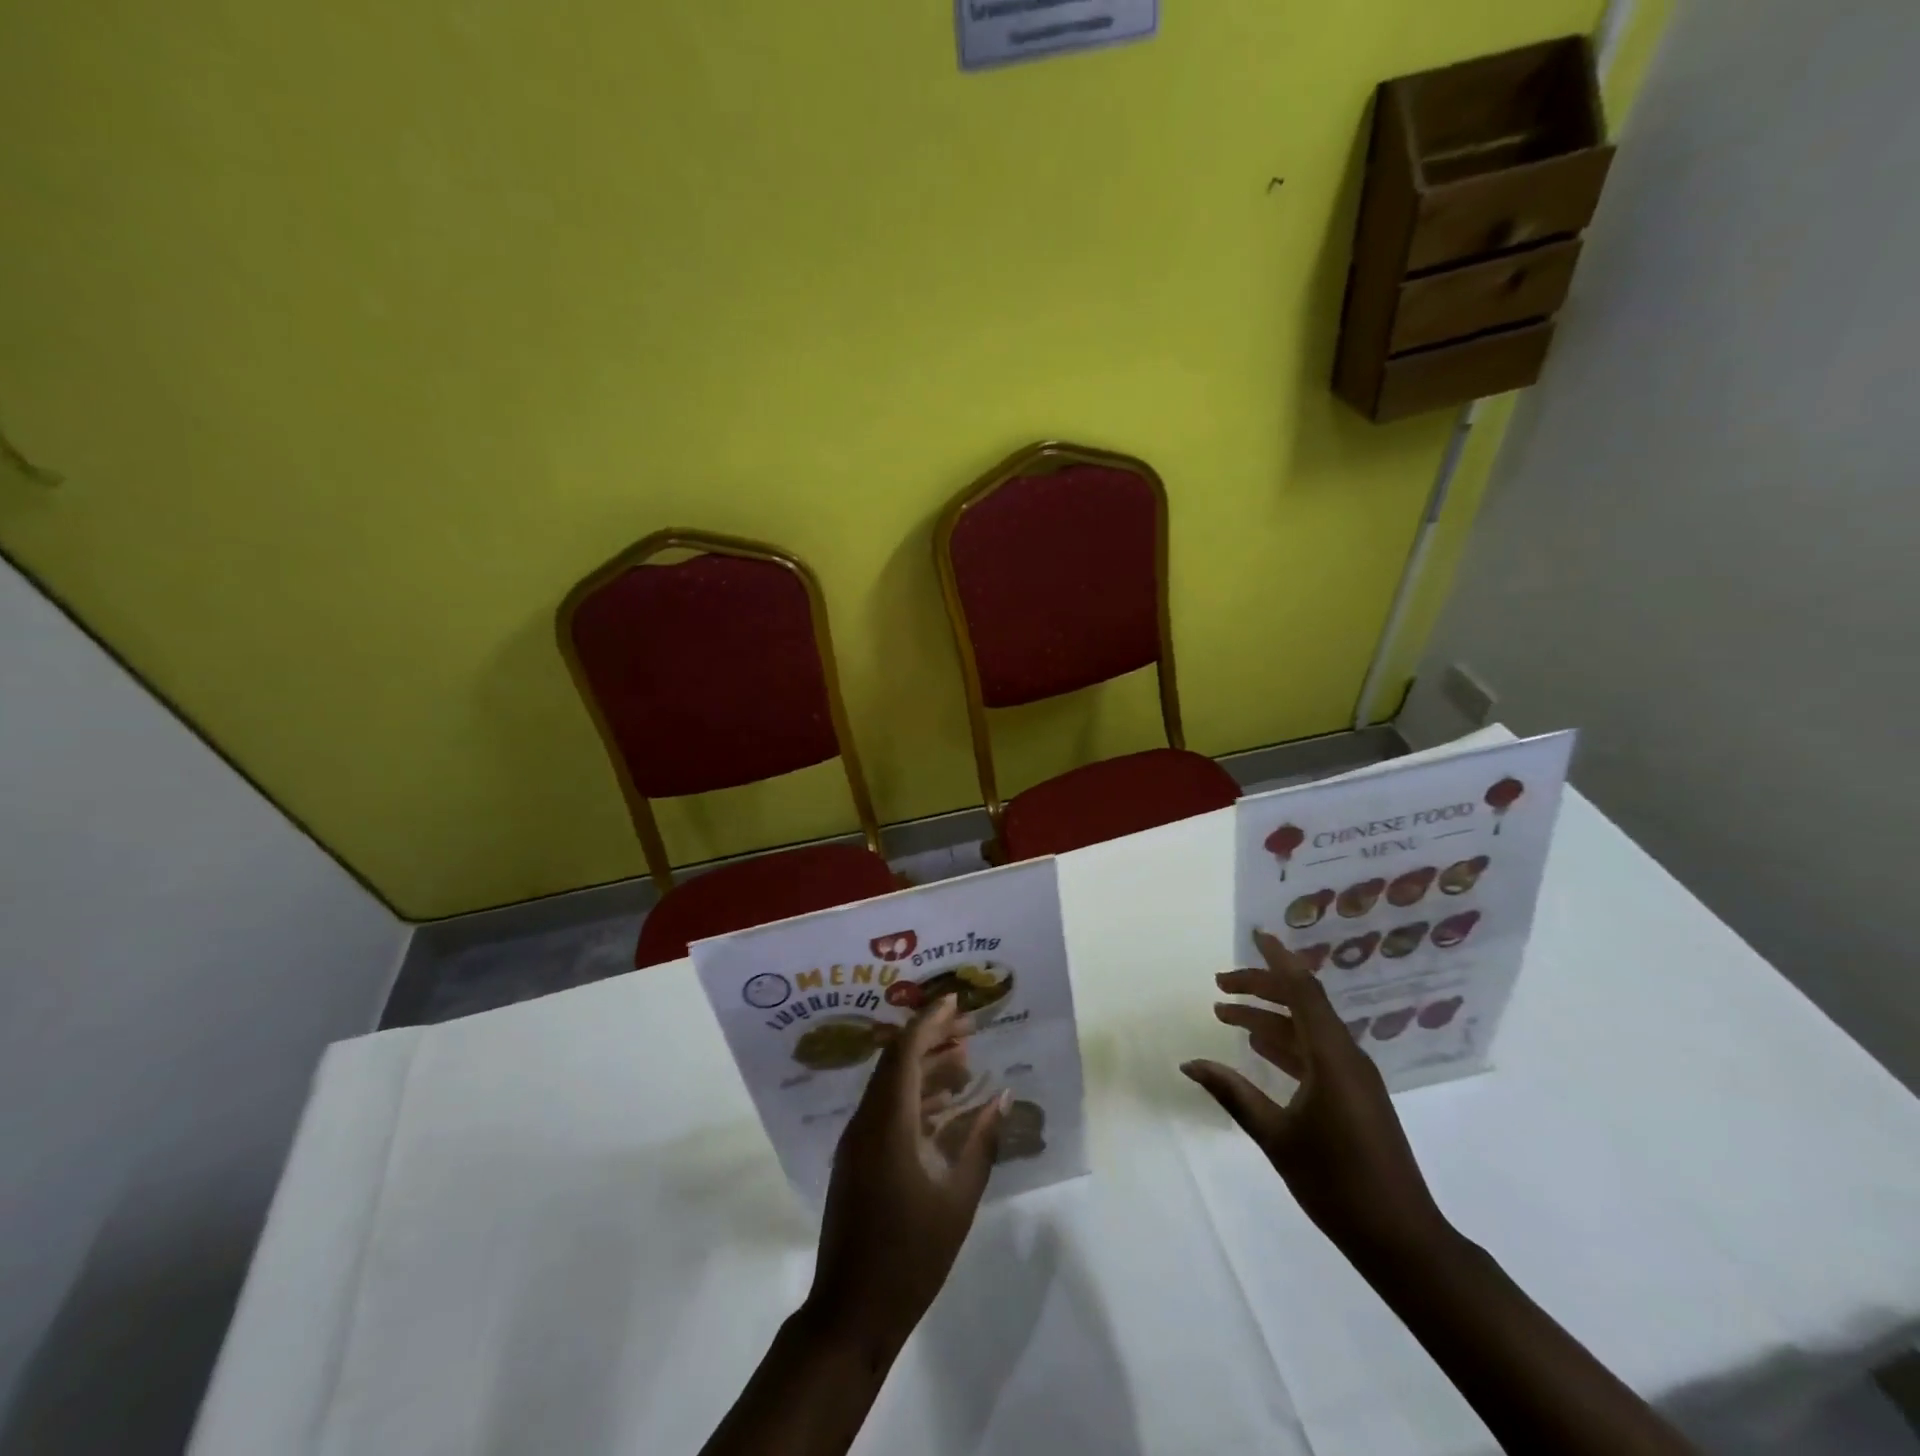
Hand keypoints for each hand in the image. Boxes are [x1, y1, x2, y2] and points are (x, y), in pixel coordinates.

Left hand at [807, 997, 1007, 1353]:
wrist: (851, 1313)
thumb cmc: (910, 1256)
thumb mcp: (957, 1198)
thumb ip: (981, 1142)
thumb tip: (1002, 1097)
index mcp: (887, 1123)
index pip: (906, 1051)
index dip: (931, 1021)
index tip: (957, 1001)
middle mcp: (866, 1121)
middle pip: (897, 1061)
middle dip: (931, 1037)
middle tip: (969, 1027)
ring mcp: (857, 1141)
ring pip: (891, 1085)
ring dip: (925, 1067)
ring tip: (965, 1059)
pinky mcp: (858, 1159)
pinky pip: (887, 1110)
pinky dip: (915, 1097)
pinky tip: (946, 1104)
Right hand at [1182, 928, 1446, 1260]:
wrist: (1402, 1240)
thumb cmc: (1338, 1184)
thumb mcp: (1276, 1137)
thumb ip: (1232, 1093)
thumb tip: (1189, 1062)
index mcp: (1332, 1057)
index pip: (1303, 991)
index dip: (1277, 959)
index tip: (1255, 934)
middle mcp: (1346, 1056)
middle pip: (1302, 1003)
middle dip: (1260, 987)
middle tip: (1219, 985)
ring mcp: (1353, 1076)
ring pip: (1306, 1028)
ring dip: (1268, 1017)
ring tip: (1225, 1014)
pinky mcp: (1354, 1095)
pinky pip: (1314, 1051)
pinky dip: (1283, 1042)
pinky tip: (1258, 1049)